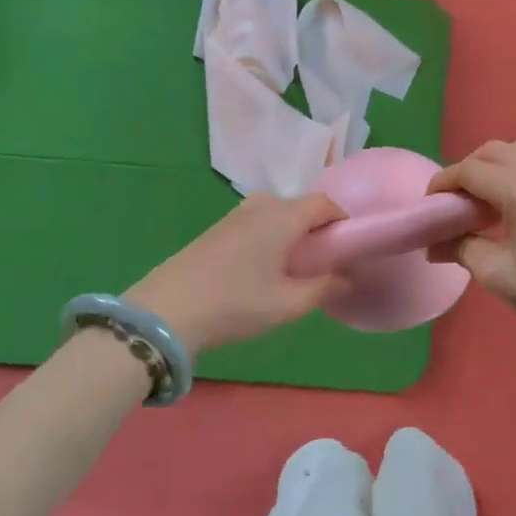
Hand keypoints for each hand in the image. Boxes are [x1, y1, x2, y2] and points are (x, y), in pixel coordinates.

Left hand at [128, 192, 345, 353]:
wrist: (167, 312)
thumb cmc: (236, 304)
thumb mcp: (289, 304)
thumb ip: (325, 287)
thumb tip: (348, 276)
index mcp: (283, 215)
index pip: (325, 203)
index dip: (343, 223)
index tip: (348, 250)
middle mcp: (260, 205)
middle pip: (300, 207)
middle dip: (316, 231)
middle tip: (322, 265)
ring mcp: (233, 216)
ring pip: (275, 216)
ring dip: (290, 236)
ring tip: (292, 271)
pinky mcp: (215, 230)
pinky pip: (255, 225)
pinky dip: (269, 239)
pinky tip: (262, 271)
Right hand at [428, 140, 515, 342]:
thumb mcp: (498, 275)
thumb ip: (461, 249)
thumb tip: (435, 245)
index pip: (470, 171)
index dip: (443, 184)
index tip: (429, 206)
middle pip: (492, 152)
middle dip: (465, 171)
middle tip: (453, 203)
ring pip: (515, 152)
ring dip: (490, 168)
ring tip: (480, 203)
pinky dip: (511, 172)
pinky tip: (508, 207)